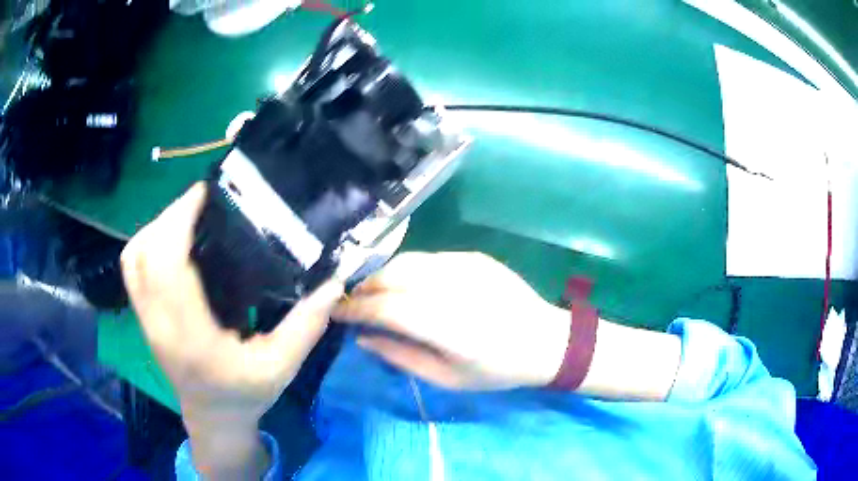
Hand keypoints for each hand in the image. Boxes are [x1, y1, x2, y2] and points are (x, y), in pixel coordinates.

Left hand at [120, 183, 343, 477]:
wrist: (213, 417)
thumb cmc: (245, 395)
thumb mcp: (281, 368)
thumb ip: (305, 327)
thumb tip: (333, 284)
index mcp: (191, 338)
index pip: (168, 268)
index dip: (179, 221)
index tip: (205, 194)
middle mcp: (160, 325)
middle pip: (145, 253)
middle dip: (171, 215)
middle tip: (204, 199)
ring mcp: (147, 320)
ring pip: (134, 257)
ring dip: (157, 226)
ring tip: (188, 215)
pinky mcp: (144, 316)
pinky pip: (132, 268)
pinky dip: (147, 242)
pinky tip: (172, 240)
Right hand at [334, 252, 570, 389]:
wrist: (545, 341)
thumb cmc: (496, 369)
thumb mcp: (446, 378)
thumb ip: (400, 356)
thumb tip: (363, 338)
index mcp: (446, 326)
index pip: (385, 308)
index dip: (355, 308)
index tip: (336, 312)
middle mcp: (452, 289)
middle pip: (392, 276)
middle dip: (364, 287)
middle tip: (352, 302)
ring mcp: (465, 266)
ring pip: (407, 261)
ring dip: (383, 275)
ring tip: (374, 292)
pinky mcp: (474, 257)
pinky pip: (429, 257)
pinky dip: (408, 269)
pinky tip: (407, 284)